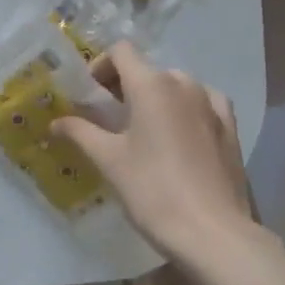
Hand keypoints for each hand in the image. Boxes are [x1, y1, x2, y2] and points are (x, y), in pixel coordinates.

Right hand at [54, 42, 275, 268]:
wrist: (212, 232)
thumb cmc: (153, 190)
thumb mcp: (109, 161)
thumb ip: (80, 133)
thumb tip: (55, 122)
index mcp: (151, 85)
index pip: (121, 51)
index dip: (101, 65)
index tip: (91, 94)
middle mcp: (184, 84)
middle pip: (147, 69)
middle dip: (125, 85)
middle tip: (110, 117)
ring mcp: (211, 103)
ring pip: (176, 85)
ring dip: (156, 97)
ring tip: (144, 129)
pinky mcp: (230, 126)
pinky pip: (203, 102)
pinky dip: (185, 108)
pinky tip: (180, 132)